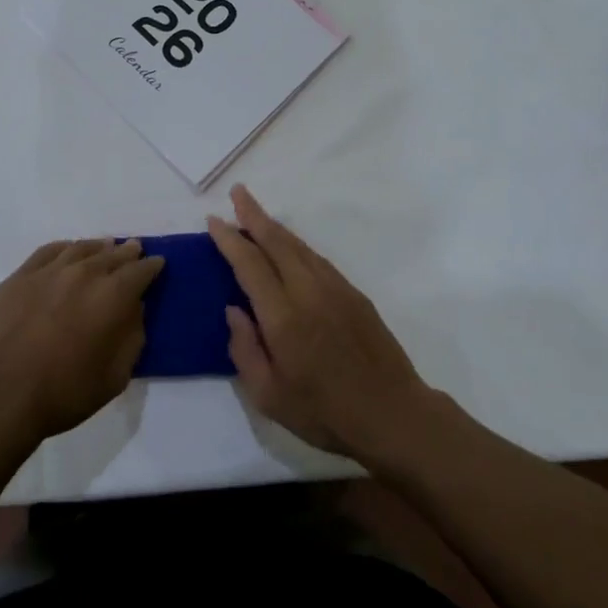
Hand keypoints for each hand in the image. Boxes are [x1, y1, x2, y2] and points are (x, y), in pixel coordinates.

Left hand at [0, 238, 162, 442]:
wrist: (1, 396)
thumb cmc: (65, 393)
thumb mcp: (116, 376)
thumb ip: (132, 336)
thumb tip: (134, 309)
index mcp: (113, 295)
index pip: (140, 270)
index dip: (152, 266)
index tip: (157, 264)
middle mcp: (84, 273)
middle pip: (112, 254)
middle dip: (127, 253)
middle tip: (134, 250)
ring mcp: (49, 271)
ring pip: (81, 248)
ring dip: (98, 248)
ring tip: (105, 247)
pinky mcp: (20, 277)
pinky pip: (49, 252)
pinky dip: (65, 249)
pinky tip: (67, 252)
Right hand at [210, 186, 436, 459]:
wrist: (393, 414)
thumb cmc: (325, 413)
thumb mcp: (269, 397)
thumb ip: (245, 350)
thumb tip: (233, 309)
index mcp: (283, 316)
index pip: (250, 265)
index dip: (230, 240)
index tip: (214, 221)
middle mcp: (308, 291)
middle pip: (276, 241)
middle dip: (253, 214)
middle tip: (237, 193)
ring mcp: (334, 288)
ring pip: (298, 245)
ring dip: (275, 226)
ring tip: (256, 213)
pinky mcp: (353, 293)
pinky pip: (317, 258)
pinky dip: (297, 244)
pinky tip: (290, 245)